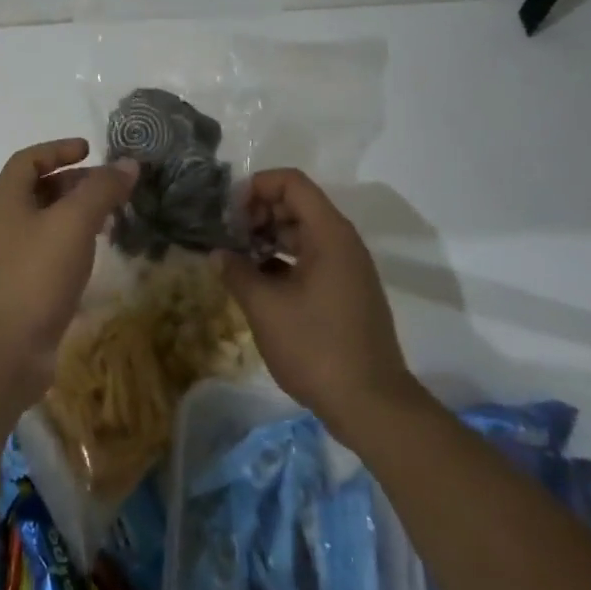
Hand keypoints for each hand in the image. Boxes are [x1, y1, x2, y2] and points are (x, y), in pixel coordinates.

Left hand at [0, 138, 138, 405]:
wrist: (4, 353)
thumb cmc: (35, 275)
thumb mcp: (73, 224)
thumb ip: (101, 190)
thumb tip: (128, 163)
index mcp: (6, 201)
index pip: (28, 160)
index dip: (57, 149)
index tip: (89, 150)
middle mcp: (4, 224)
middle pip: (38, 190)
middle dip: (74, 182)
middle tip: (110, 187)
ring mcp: (11, 259)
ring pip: (46, 223)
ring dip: (77, 214)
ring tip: (111, 218)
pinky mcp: (23, 290)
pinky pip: (50, 253)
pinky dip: (73, 245)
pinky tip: (95, 256)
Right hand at [215, 169, 419, 438]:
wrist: (372, 406)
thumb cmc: (316, 347)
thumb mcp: (265, 307)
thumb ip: (236, 272)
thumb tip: (218, 254)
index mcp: (329, 234)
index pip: (291, 183)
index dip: (256, 187)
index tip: (229, 212)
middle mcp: (342, 243)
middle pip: (297, 205)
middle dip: (258, 213)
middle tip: (228, 236)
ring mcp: (347, 269)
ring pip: (302, 234)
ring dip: (268, 238)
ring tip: (236, 259)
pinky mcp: (346, 293)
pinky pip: (311, 259)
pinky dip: (282, 261)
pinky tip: (258, 283)